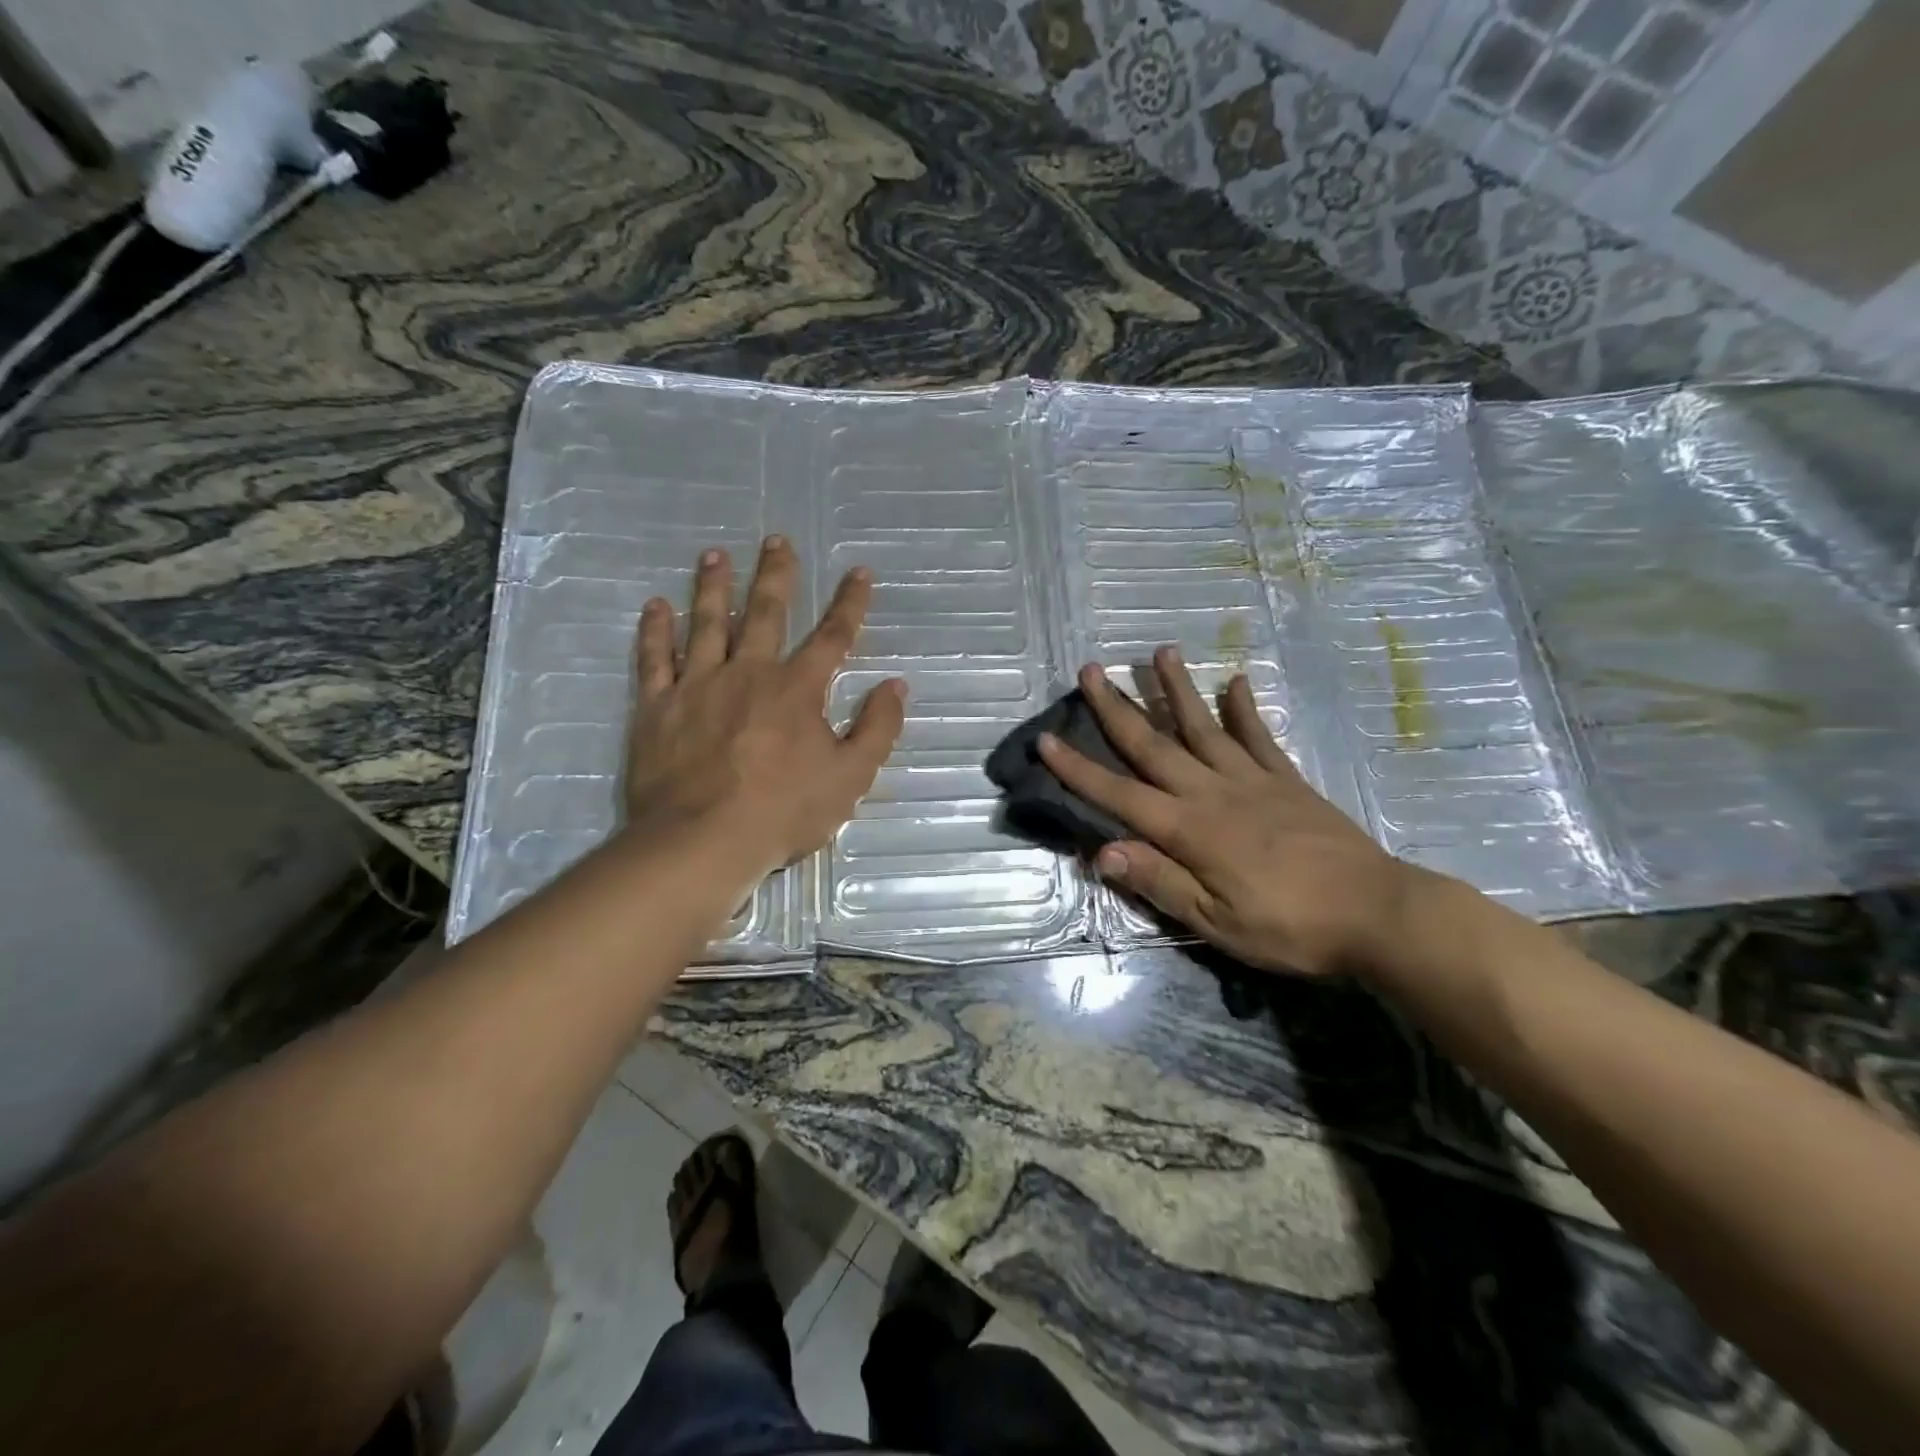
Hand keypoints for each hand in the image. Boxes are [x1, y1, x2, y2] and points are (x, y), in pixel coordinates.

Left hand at [623, 537, 905, 881]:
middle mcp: (748, 673)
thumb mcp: (850, 778)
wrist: (702, 841)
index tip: (859, 572)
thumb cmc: (783, 812)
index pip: (832, 636)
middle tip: (776, 540)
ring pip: (707, 623)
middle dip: (775, 575)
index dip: (849, 603)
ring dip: (712, 586)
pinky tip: (654, 605)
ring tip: (714, 555)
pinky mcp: (657, 706)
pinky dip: (654, 630)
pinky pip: (654, 658)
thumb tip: (895, 686)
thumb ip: (876, 729)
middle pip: (765, 613)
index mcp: (797, 689)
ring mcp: (698, 685)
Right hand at [1038, 649, 1434, 977]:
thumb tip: (1101, 851)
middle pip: (1154, 744)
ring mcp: (1252, 780)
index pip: (1119, 794)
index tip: (1046, 739)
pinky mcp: (1287, 780)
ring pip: (1203, 726)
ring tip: (1160, 651)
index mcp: (1189, 829)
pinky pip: (1259, 737)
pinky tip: (1235, 681)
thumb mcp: (1215, 921)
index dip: (1078, 769)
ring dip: (1177, 689)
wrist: (1377, 914)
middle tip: (1091, 670)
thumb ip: (1159, 881)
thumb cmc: (1289, 927)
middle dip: (1117, 708)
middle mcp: (1212, 792)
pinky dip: (1245, 708)